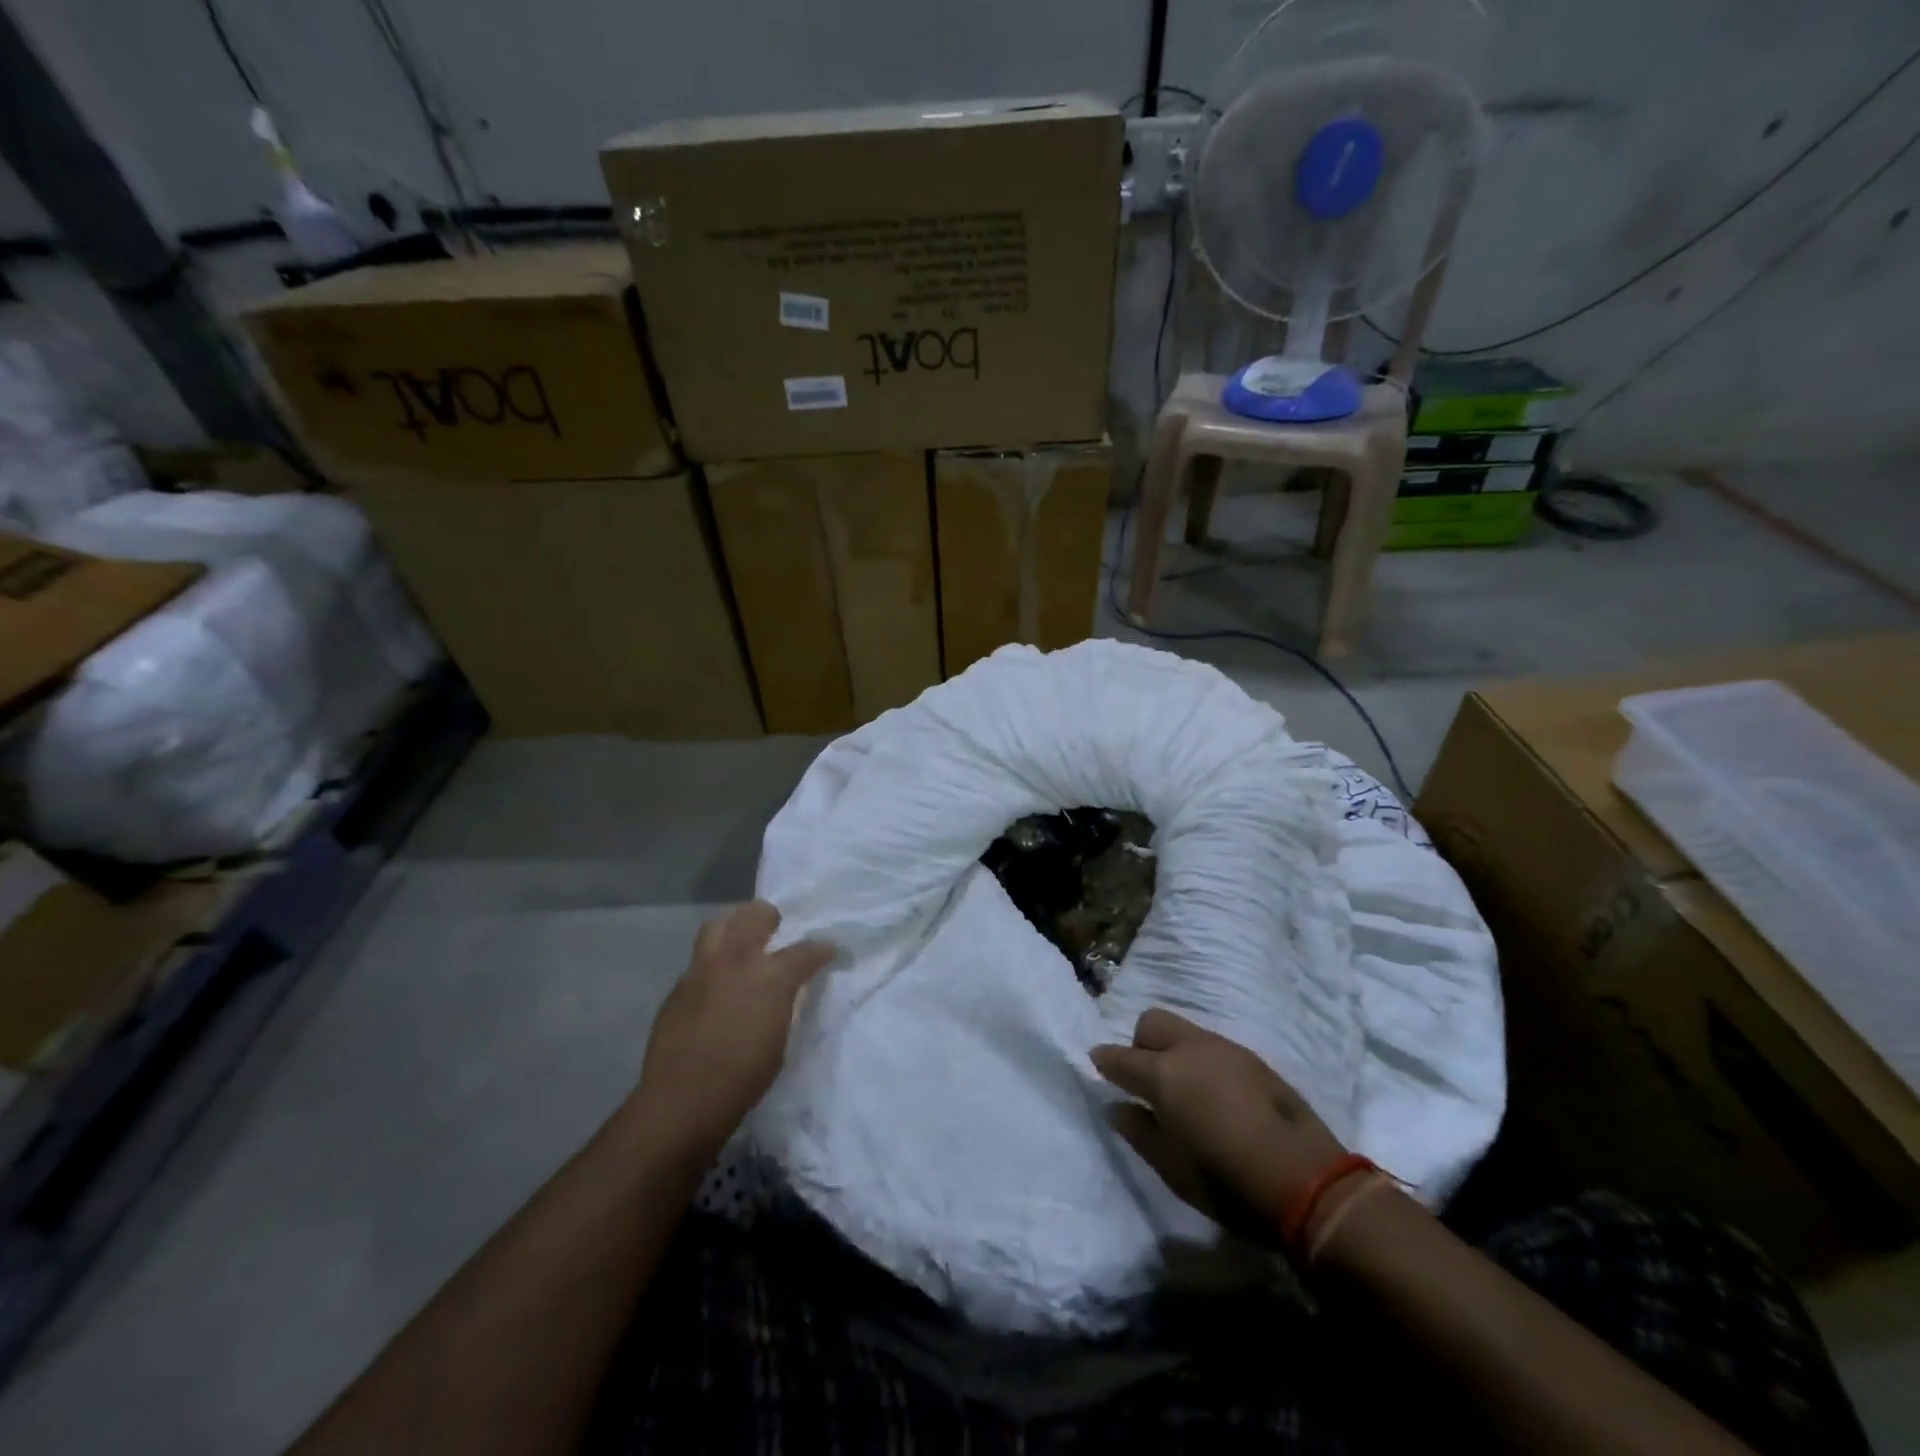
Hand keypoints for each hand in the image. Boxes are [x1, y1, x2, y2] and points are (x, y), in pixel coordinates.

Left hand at [633, 901, 833, 1165]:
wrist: (682, 1100)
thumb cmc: (743, 1077)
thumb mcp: (781, 1038)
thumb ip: (785, 1003)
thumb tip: (788, 990)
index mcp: (770, 976)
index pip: (805, 950)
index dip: (822, 950)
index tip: (830, 951)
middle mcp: (735, 961)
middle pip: (754, 915)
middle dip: (771, 917)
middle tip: (777, 930)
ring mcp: (702, 970)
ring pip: (718, 925)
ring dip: (735, 926)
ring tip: (743, 942)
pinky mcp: (678, 987)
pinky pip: (699, 960)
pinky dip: (713, 962)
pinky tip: (717, 984)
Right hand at [1091, 1008, 1348, 1239]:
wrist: (1309, 1182)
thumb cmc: (1228, 1182)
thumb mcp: (1172, 1169)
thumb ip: (1139, 1132)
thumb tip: (1118, 1108)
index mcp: (1164, 1074)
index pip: (1120, 1057)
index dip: (1105, 1062)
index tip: (1098, 1067)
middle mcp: (1190, 1048)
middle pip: (1150, 1023)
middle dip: (1139, 1045)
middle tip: (1146, 1081)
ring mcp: (1225, 1048)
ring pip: (1183, 1031)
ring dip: (1173, 1051)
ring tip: (1184, 1090)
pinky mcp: (1253, 1058)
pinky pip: (1212, 1046)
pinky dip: (1201, 1060)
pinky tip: (1215, 1094)